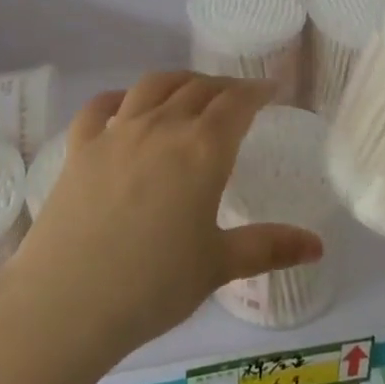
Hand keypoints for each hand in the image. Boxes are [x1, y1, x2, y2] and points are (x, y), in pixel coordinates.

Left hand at [6, 72, 324, 360]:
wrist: (66, 302)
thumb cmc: (152, 286)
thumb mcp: (218, 266)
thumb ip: (269, 248)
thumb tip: (318, 246)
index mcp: (202, 149)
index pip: (237, 103)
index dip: (257, 90)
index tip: (270, 89)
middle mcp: (162, 127)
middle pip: (198, 89)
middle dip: (223, 87)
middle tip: (237, 96)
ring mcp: (116, 132)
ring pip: (153, 86)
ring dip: (178, 81)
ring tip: (190, 90)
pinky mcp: (80, 147)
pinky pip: (100, 107)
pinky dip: (118, 97)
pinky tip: (124, 104)